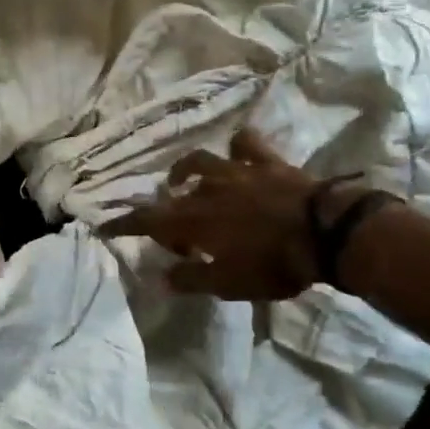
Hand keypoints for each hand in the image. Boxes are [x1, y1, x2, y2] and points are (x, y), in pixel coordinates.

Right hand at [99, 128, 330, 299]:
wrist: (325, 232)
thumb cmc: (272, 263)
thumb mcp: (227, 284)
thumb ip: (190, 279)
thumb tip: (159, 277)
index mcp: (190, 219)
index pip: (145, 220)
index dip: (123, 224)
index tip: (105, 226)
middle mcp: (204, 188)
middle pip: (172, 194)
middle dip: (163, 208)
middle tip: (172, 229)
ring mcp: (235, 170)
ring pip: (200, 161)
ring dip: (187, 170)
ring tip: (185, 180)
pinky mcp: (265, 162)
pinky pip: (245, 144)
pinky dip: (238, 146)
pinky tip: (236, 150)